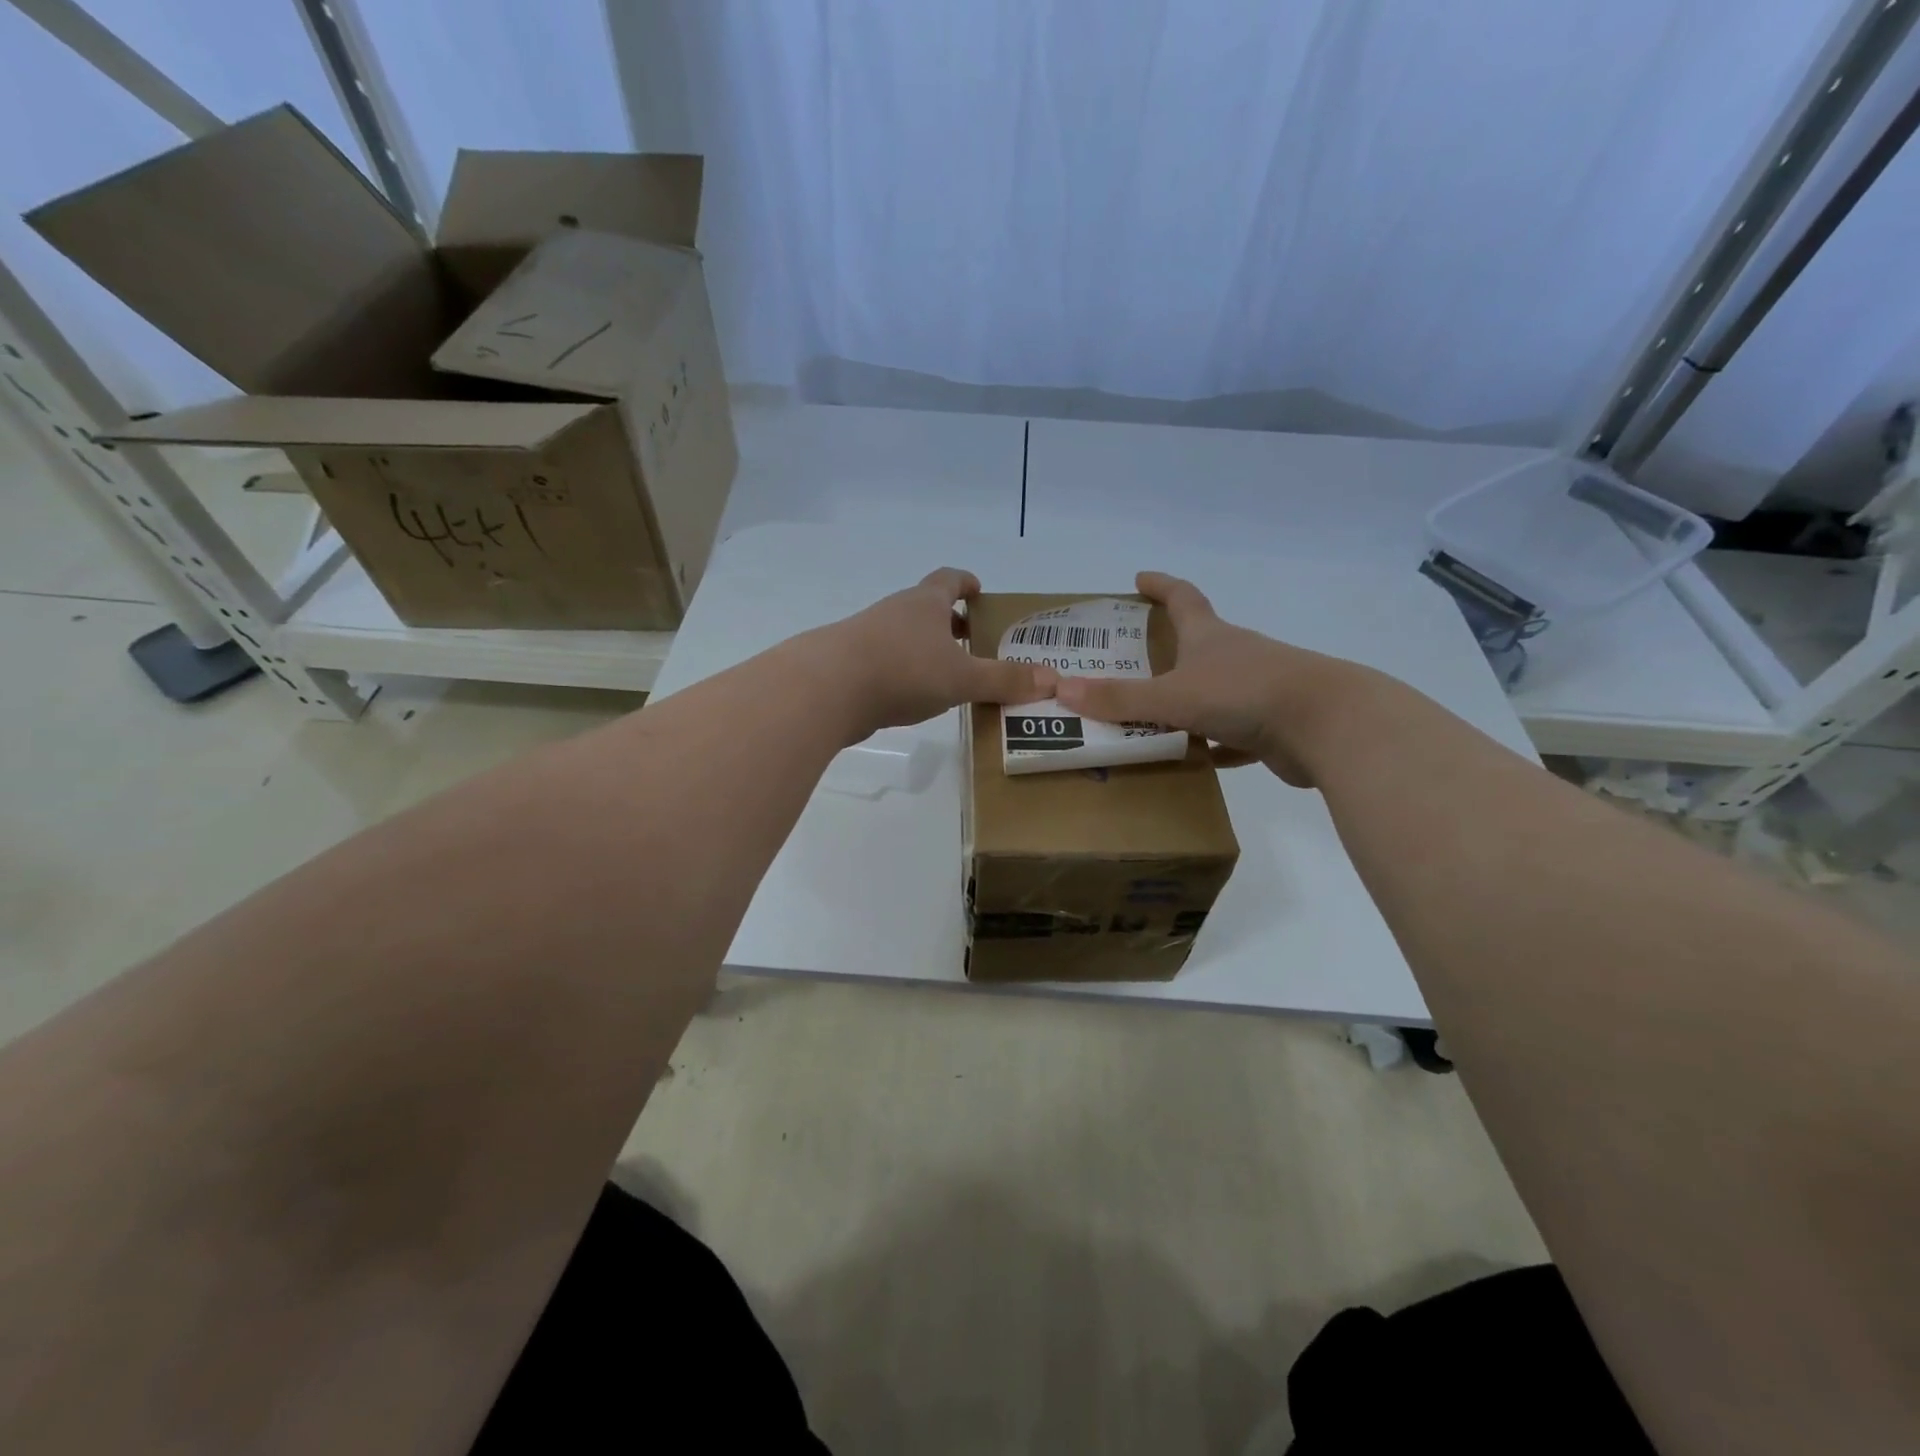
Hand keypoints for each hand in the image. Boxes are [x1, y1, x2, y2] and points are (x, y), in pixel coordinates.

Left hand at [819, 568, 1055, 738]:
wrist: (827, 689)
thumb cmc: (903, 670)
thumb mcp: (962, 678)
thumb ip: (1005, 680)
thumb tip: (1053, 680)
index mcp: (925, 603)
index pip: (949, 579)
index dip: (966, 583)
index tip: (980, 591)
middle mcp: (896, 612)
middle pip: (927, 608)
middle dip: (951, 622)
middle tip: (975, 642)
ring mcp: (868, 637)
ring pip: (905, 636)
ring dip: (927, 650)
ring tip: (950, 675)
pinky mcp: (851, 665)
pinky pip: (886, 662)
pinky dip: (904, 672)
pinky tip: (914, 697)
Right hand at [1052, 571, 1357, 786]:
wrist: (1327, 725)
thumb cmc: (1244, 694)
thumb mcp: (1173, 696)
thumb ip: (1120, 698)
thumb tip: (1062, 690)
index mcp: (1210, 637)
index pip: (1182, 598)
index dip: (1160, 586)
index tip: (1139, 579)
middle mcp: (1235, 657)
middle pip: (1198, 645)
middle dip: (1167, 650)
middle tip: (1131, 662)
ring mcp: (1257, 691)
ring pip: (1214, 693)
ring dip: (1187, 702)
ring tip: (1151, 718)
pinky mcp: (1272, 727)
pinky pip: (1233, 735)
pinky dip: (1213, 744)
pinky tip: (1195, 758)